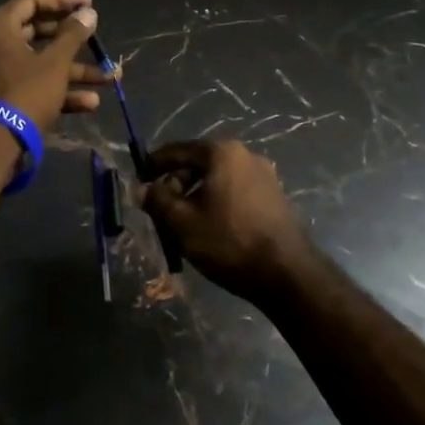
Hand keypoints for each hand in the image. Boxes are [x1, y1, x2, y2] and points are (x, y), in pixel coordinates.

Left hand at [0, 0, 110, 132]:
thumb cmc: (26, 92)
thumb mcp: (55, 62)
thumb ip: (73, 34)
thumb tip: (89, 12)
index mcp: (0, 27)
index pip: (32, 0)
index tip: (89, 4)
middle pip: (39, 32)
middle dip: (74, 39)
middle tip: (96, 36)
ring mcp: (2, 72)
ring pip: (43, 62)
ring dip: (76, 70)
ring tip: (110, 77)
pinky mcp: (9, 96)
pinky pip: (38, 84)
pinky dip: (62, 90)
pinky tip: (91, 103)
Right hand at [140, 139, 322, 303]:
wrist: (287, 273)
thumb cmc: (228, 241)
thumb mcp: (182, 222)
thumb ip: (157, 200)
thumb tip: (140, 188)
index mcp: (221, 152)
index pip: (176, 150)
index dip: (152, 166)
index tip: (137, 183)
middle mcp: (245, 155)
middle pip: (197, 164)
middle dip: (175, 185)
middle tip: (159, 211)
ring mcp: (264, 175)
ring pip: (216, 180)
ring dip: (195, 197)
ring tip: (182, 225)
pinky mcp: (274, 196)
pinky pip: (234, 192)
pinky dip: (216, 203)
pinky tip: (209, 229)